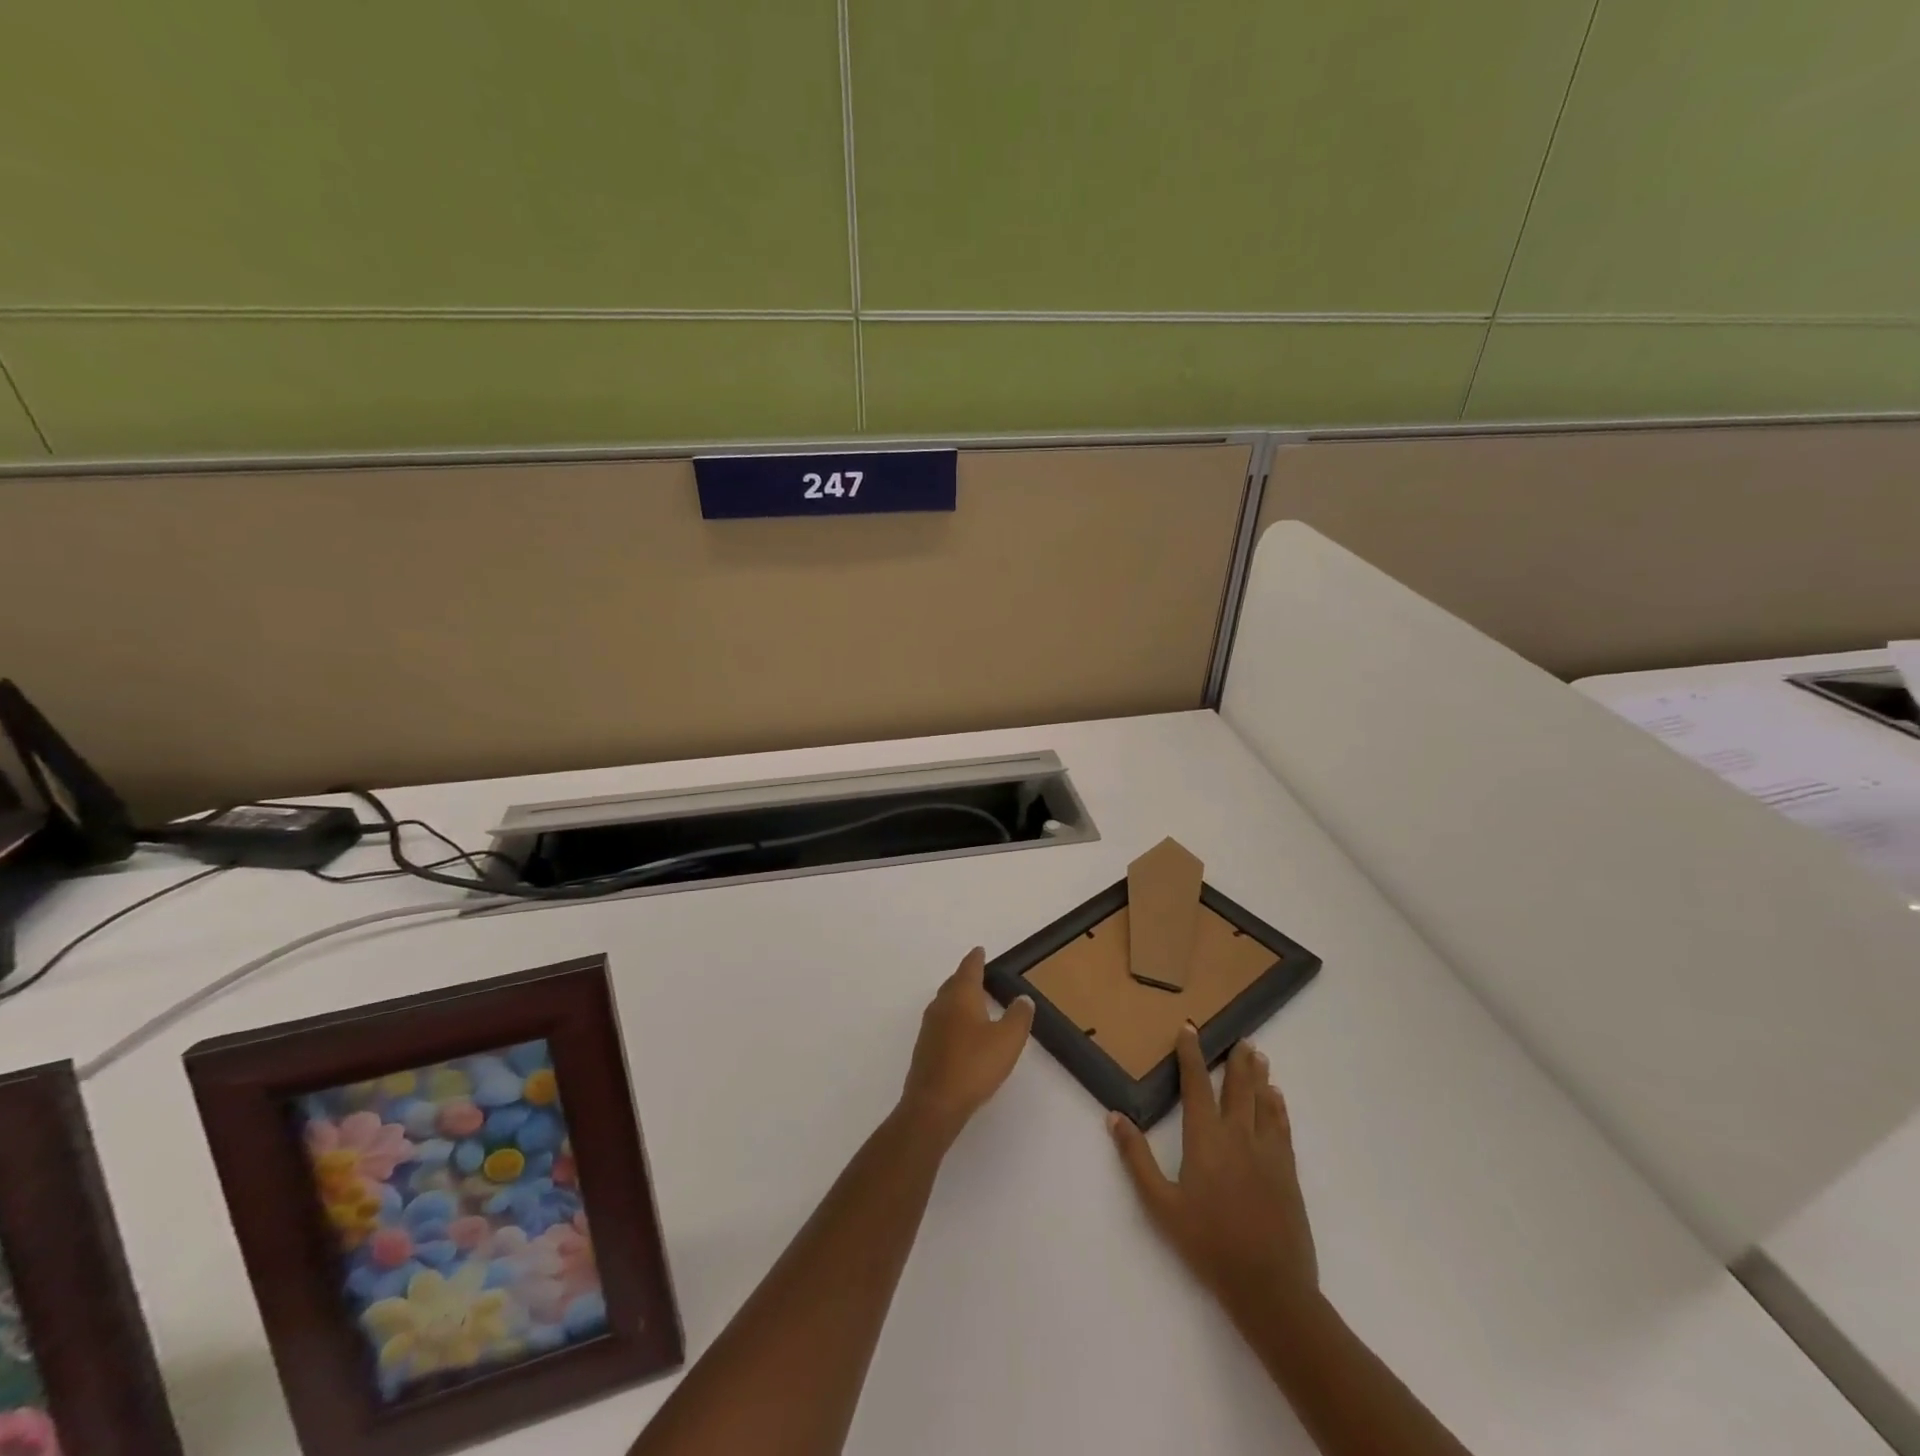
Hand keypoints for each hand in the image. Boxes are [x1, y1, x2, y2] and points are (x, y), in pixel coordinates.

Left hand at [898, 947, 1034, 1142]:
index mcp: (961, 996)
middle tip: (978, 973)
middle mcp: (941, 1005)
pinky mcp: (925, 1049)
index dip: (976, 959)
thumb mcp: (1007, 1040)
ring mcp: (929, 1028)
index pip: (969, 969)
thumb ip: (1018, 1017)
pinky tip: (961, 1032)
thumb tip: (1023, 998)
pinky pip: (941, 1023)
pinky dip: (952, 1018)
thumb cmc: (974, 1065)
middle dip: (965, 977)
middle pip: (953, 983)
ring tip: (972, 1001)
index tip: (980, 950)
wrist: (933, 1104)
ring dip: (957, 998)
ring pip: (945, 1003)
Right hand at [1110, 1027, 1317, 1313]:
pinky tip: (1277, 1098)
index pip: (1196, 1085)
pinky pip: (1282, 1127)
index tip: (1189, 1028)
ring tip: (1259, 1055)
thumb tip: (1114, 1116)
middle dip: (1236, 1060)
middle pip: (1237, 1087)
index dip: (1191, 1055)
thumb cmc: (1207, 1243)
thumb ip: (1136, 1158)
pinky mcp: (1287, 1172)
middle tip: (1240, 1038)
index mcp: (1205, 1138)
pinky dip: (1278, 1107)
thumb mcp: (1160, 1204)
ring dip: (1259, 1076)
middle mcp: (1238, 1135)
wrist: (1269, 1285)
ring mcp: (1267, 1152)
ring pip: (1262, 1102)